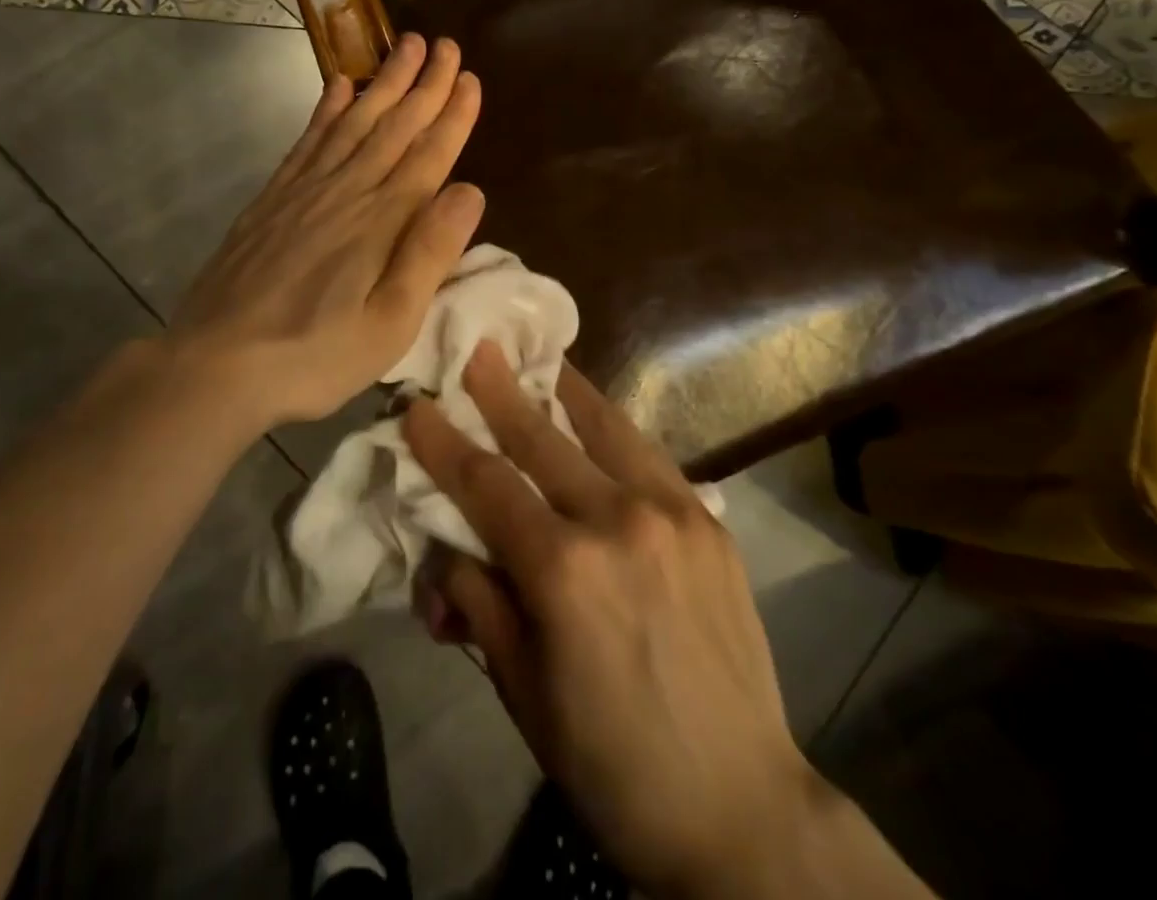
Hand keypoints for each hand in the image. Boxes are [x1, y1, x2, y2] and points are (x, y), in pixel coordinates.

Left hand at [166, 33, 483, 428]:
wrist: (216, 364)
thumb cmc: (314, 355)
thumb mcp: (390, 324)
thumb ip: (430, 254)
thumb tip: (470, 190)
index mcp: (382, 222)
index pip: (428, 155)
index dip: (452, 115)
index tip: (469, 77)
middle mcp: (346, 191)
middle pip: (393, 126)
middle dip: (424, 84)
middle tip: (444, 45)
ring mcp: (304, 190)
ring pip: (353, 122)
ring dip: (383, 83)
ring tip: (405, 47)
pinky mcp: (273, 198)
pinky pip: (308, 140)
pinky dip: (326, 108)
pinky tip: (338, 86)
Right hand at [404, 348, 930, 899]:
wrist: (739, 806)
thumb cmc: (611, 761)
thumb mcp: (521, 690)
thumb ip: (478, 603)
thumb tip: (444, 552)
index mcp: (562, 569)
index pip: (485, 485)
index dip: (444, 444)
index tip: (417, 406)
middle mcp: (616, 520)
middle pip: (540, 439)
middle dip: (500, 391)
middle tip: (477, 349)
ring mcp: (671, 512)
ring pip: (604, 428)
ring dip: (564, 390)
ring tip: (541, 357)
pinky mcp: (709, 519)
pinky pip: (649, 454)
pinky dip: (614, 427)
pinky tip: (598, 415)